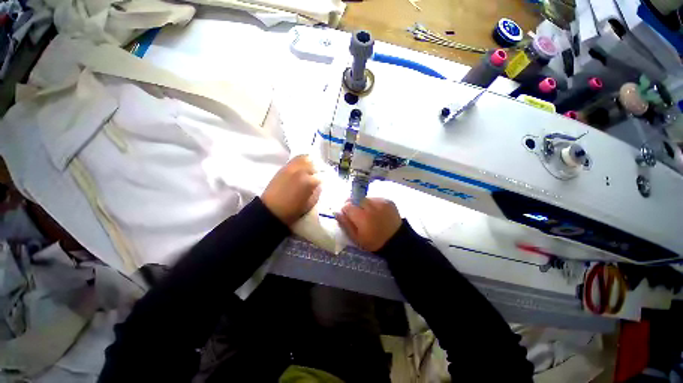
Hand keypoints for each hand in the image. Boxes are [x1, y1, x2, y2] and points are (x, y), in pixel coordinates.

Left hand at [261, 155, 320, 224]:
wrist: (271, 210)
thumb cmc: (292, 210)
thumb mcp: (310, 204)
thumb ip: (317, 192)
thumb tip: (320, 185)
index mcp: (308, 182)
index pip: (322, 175)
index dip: (325, 178)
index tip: (326, 181)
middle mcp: (301, 171)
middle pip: (315, 164)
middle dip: (319, 169)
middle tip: (320, 174)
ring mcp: (292, 167)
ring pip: (306, 158)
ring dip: (311, 162)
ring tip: (313, 168)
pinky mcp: (284, 167)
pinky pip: (296, 158)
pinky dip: (303, 160)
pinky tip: (304, 165)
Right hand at [335, 198, 401, 251]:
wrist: (397, 241)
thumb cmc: (374, 242)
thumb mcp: (356, 238)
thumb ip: (345, 224)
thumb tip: (336, 211)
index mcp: (362, 216)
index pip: (347, 205)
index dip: (346, 210)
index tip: (349, 216)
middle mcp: (371, 205)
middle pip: (356, 198)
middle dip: (354, 205)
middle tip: (358, 214)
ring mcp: (381, 201)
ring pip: (365, 198)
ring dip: (363, 204)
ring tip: (369, 214)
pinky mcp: (388, 200)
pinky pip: (375, 198)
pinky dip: (373, 204)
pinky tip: (377, 212)